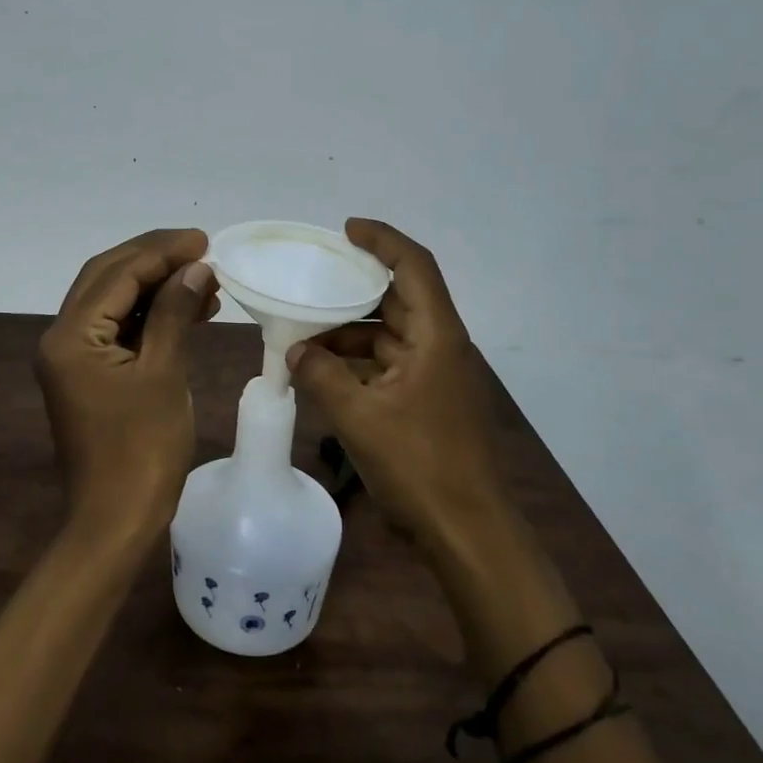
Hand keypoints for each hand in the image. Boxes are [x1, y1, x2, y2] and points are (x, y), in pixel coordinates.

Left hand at [35, 228, 217, 545]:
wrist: (116, 521)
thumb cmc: (142, 450)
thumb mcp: (163, 374)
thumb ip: (175, 313)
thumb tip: (196, 268)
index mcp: (71, 336)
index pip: (117, 273)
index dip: (161, 251)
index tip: (204, 240)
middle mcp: (62, 338)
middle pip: (109, 278)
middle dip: (155, 259)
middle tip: (202, 250)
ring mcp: (73, 357)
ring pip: (115, 302)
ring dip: (157, 287)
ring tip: (206, 281)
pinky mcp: (88, 374)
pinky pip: (120, 329)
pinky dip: (152, 316)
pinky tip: (190, 311)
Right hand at [287, 218, 513, 543]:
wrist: (467, 532)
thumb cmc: (420, 466)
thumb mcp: (360, 417)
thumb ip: (321, 375)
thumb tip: (295, 351)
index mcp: (437, 337)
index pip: (414, 267)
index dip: (383, 240)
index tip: (346, 230)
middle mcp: (440, 347)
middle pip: (397, 300)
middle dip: (354, 290)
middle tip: (311, 281)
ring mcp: (435, 377)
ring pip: (388, 336)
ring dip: (349, 334)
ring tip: (302, 335)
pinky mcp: (426, 403)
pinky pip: (387, 367)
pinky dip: (356, 365)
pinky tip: (321, 373)